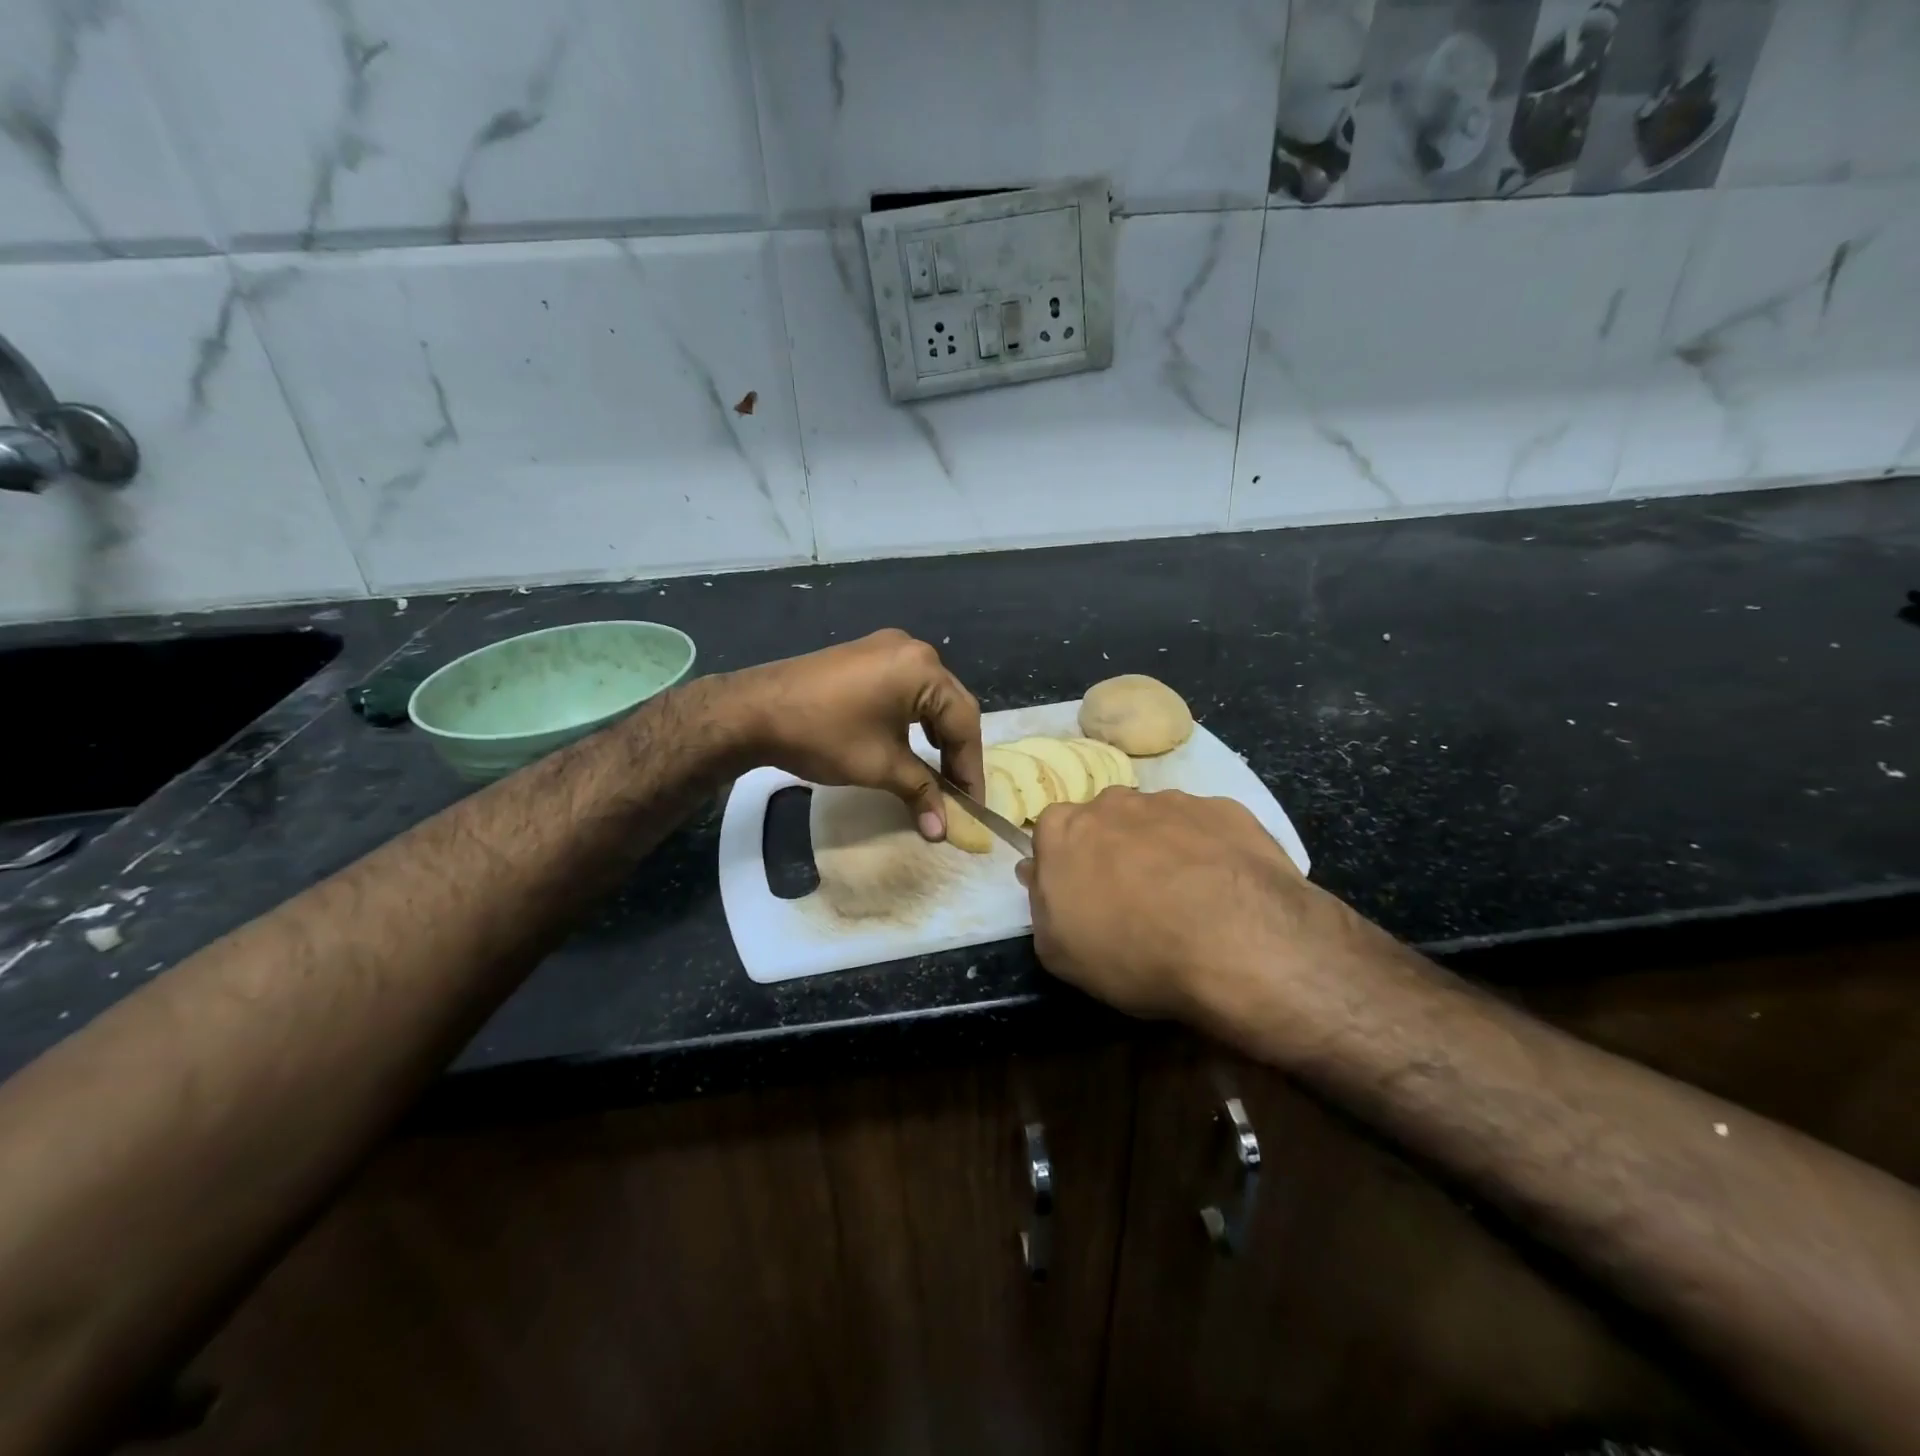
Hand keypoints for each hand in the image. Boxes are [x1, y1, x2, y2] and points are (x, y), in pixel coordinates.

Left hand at [724, 630, 983, 839]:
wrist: (753, 711)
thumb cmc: (824, 735)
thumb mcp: (880, 766)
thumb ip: (921, 792)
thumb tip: (943, 830)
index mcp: (924, 669)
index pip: (963, 723)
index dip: (970, 768)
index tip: (973, 805)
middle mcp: (913, 649)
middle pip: (952, 705)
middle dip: (957, 752)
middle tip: (959, 792)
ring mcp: (888, 648)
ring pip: (930, 696)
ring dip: (938, 735)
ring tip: (940, 771)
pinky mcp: (867, 655)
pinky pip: (907, 687)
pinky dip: (916, 718)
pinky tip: (914, 741)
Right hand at [1017, 789, 1345, 1021]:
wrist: (1237, 943)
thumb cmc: (1132, 952)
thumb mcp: (1058, 952)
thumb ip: (1040, 903)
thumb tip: (1037, 872)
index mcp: (1064, 828)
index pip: (1051, 834)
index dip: (1066, 866)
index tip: (1082, 898)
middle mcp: (1113, 802)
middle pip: (1105, 822)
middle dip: (1113, 852)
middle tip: (1133, 901)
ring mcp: (1172, 801)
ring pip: (1157, 822)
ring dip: (1162, 850)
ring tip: (1187, 901)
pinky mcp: (1225, 809)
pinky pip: (1206, 828)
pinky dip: (1209, 852)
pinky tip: (1224, 892)